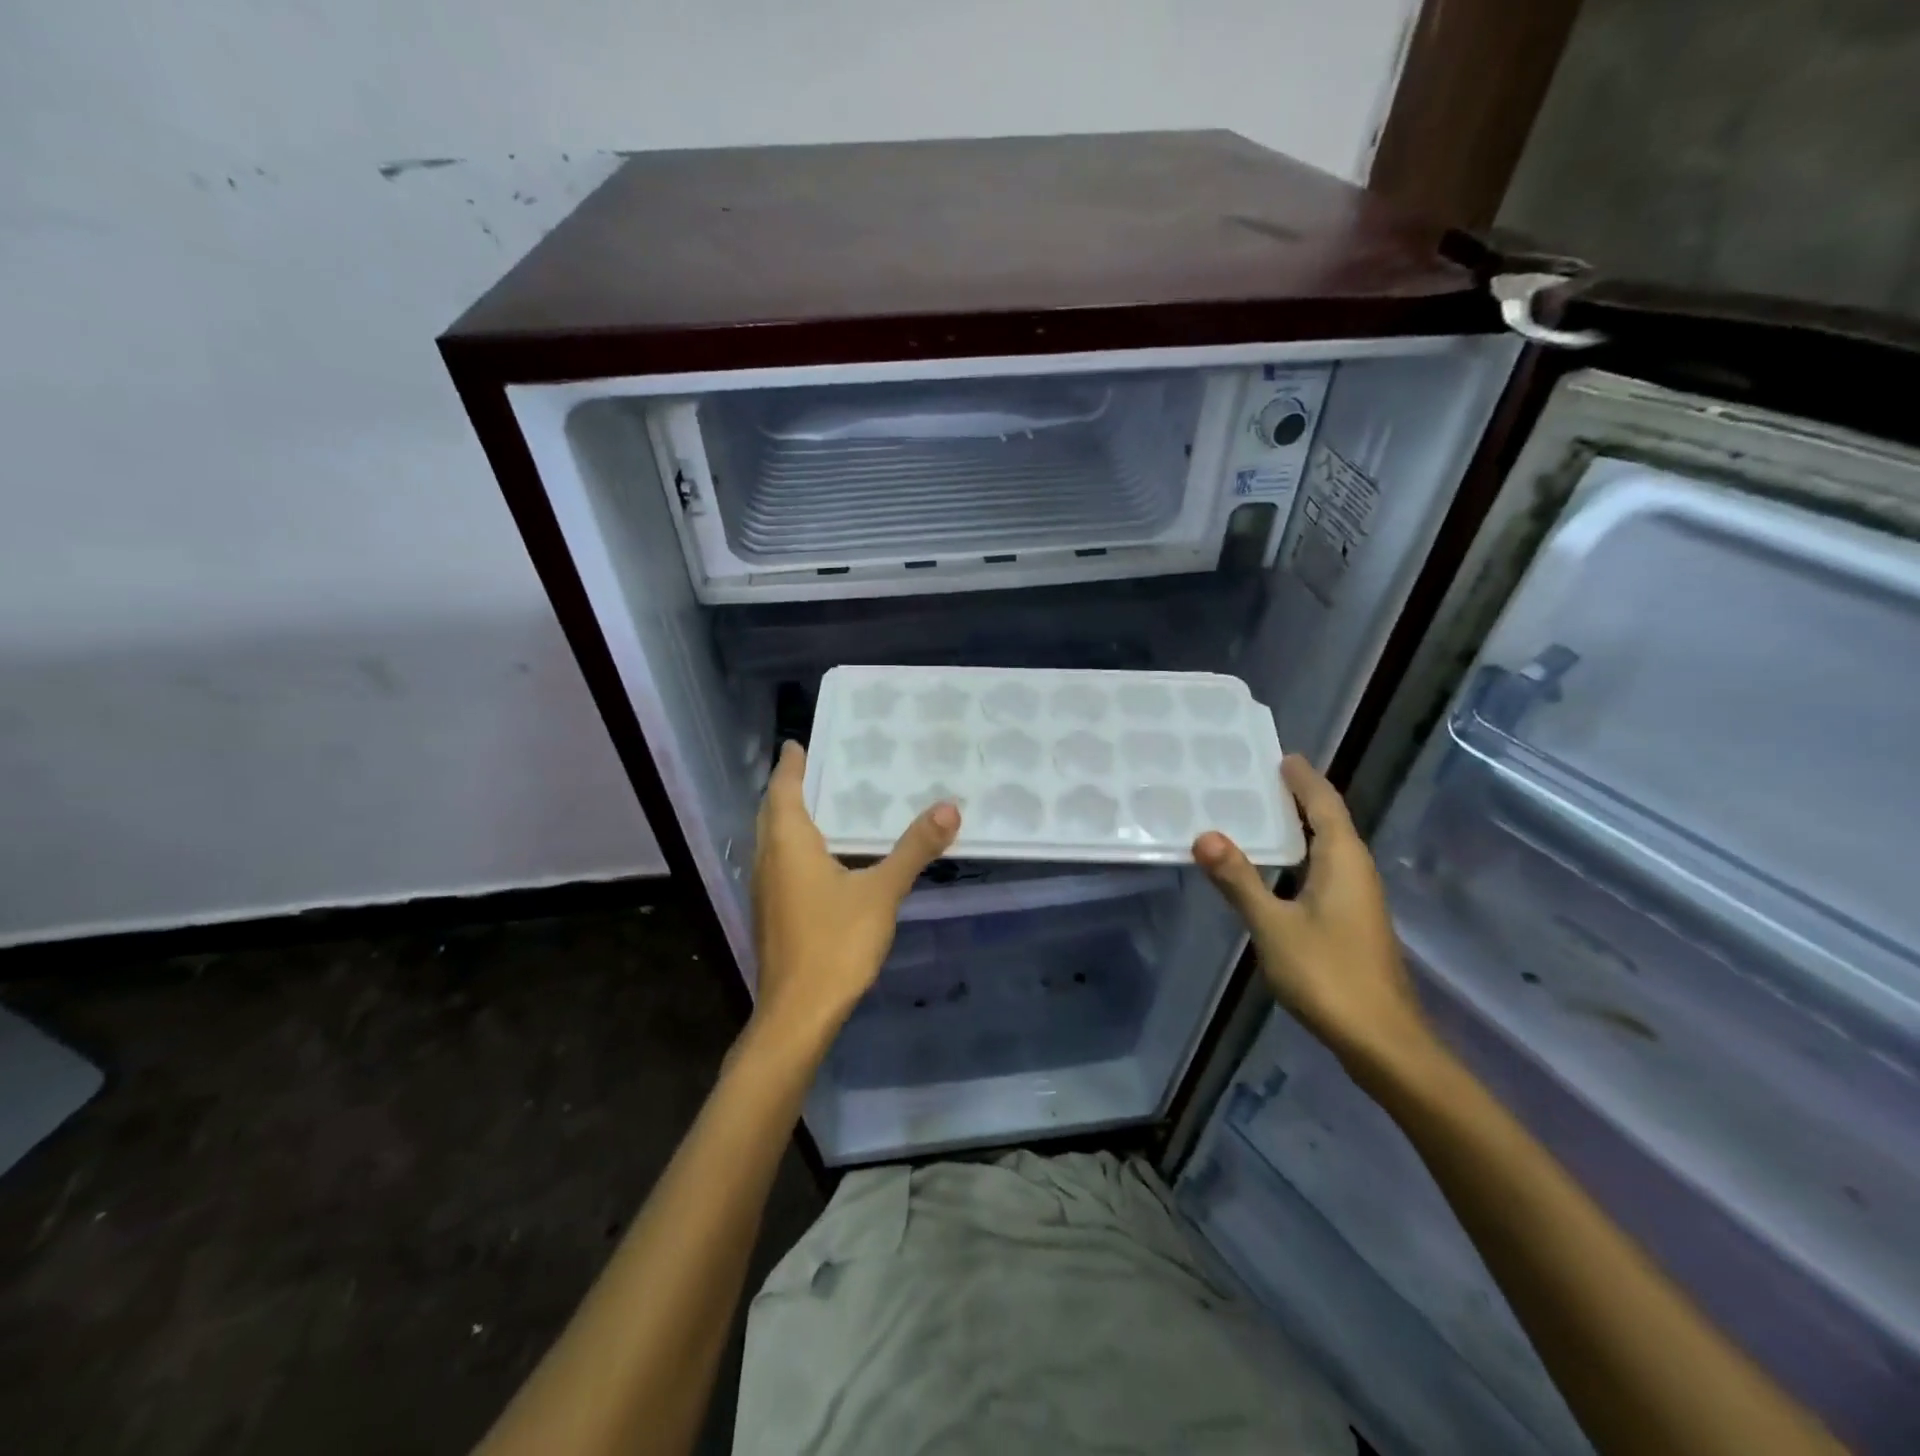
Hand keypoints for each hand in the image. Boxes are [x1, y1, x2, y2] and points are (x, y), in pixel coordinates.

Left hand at [749, 741, 960, 1046]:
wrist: (797, 1014)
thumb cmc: (835, 944)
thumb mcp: (882, 892)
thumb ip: (913, 849)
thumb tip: (948, 807)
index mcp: (788, 843)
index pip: (783, 789)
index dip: (790, 765)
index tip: (798, 743)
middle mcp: (768, 859)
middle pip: (772, 812)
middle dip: (790, 787)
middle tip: (818, 767)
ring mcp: (765, 889)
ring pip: (772, 839)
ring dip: (790, 817)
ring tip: (824, 804)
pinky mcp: (771, 913)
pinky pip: (780, 862)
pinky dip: (795, 845)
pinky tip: (823, 857)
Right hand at [1192, 754, 1433, 1077]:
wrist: (1382, 1042)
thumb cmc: (1328, 975)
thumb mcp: (1273, 925)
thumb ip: (1239, 880)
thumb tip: (1205, 836)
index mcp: (1343, 861)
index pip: (1324, 804)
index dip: (1303, 779)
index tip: (1282, 756)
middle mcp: (1356, 871)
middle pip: (1329, 821)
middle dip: (1300, 798)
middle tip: (1259, 778)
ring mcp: (1358, 899)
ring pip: (1328, 849)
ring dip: (1300, 828)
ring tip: (1260, 815)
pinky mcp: (1352, 923)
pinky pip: (1324, 872)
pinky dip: (1300, 857)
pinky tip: (1275, 870)